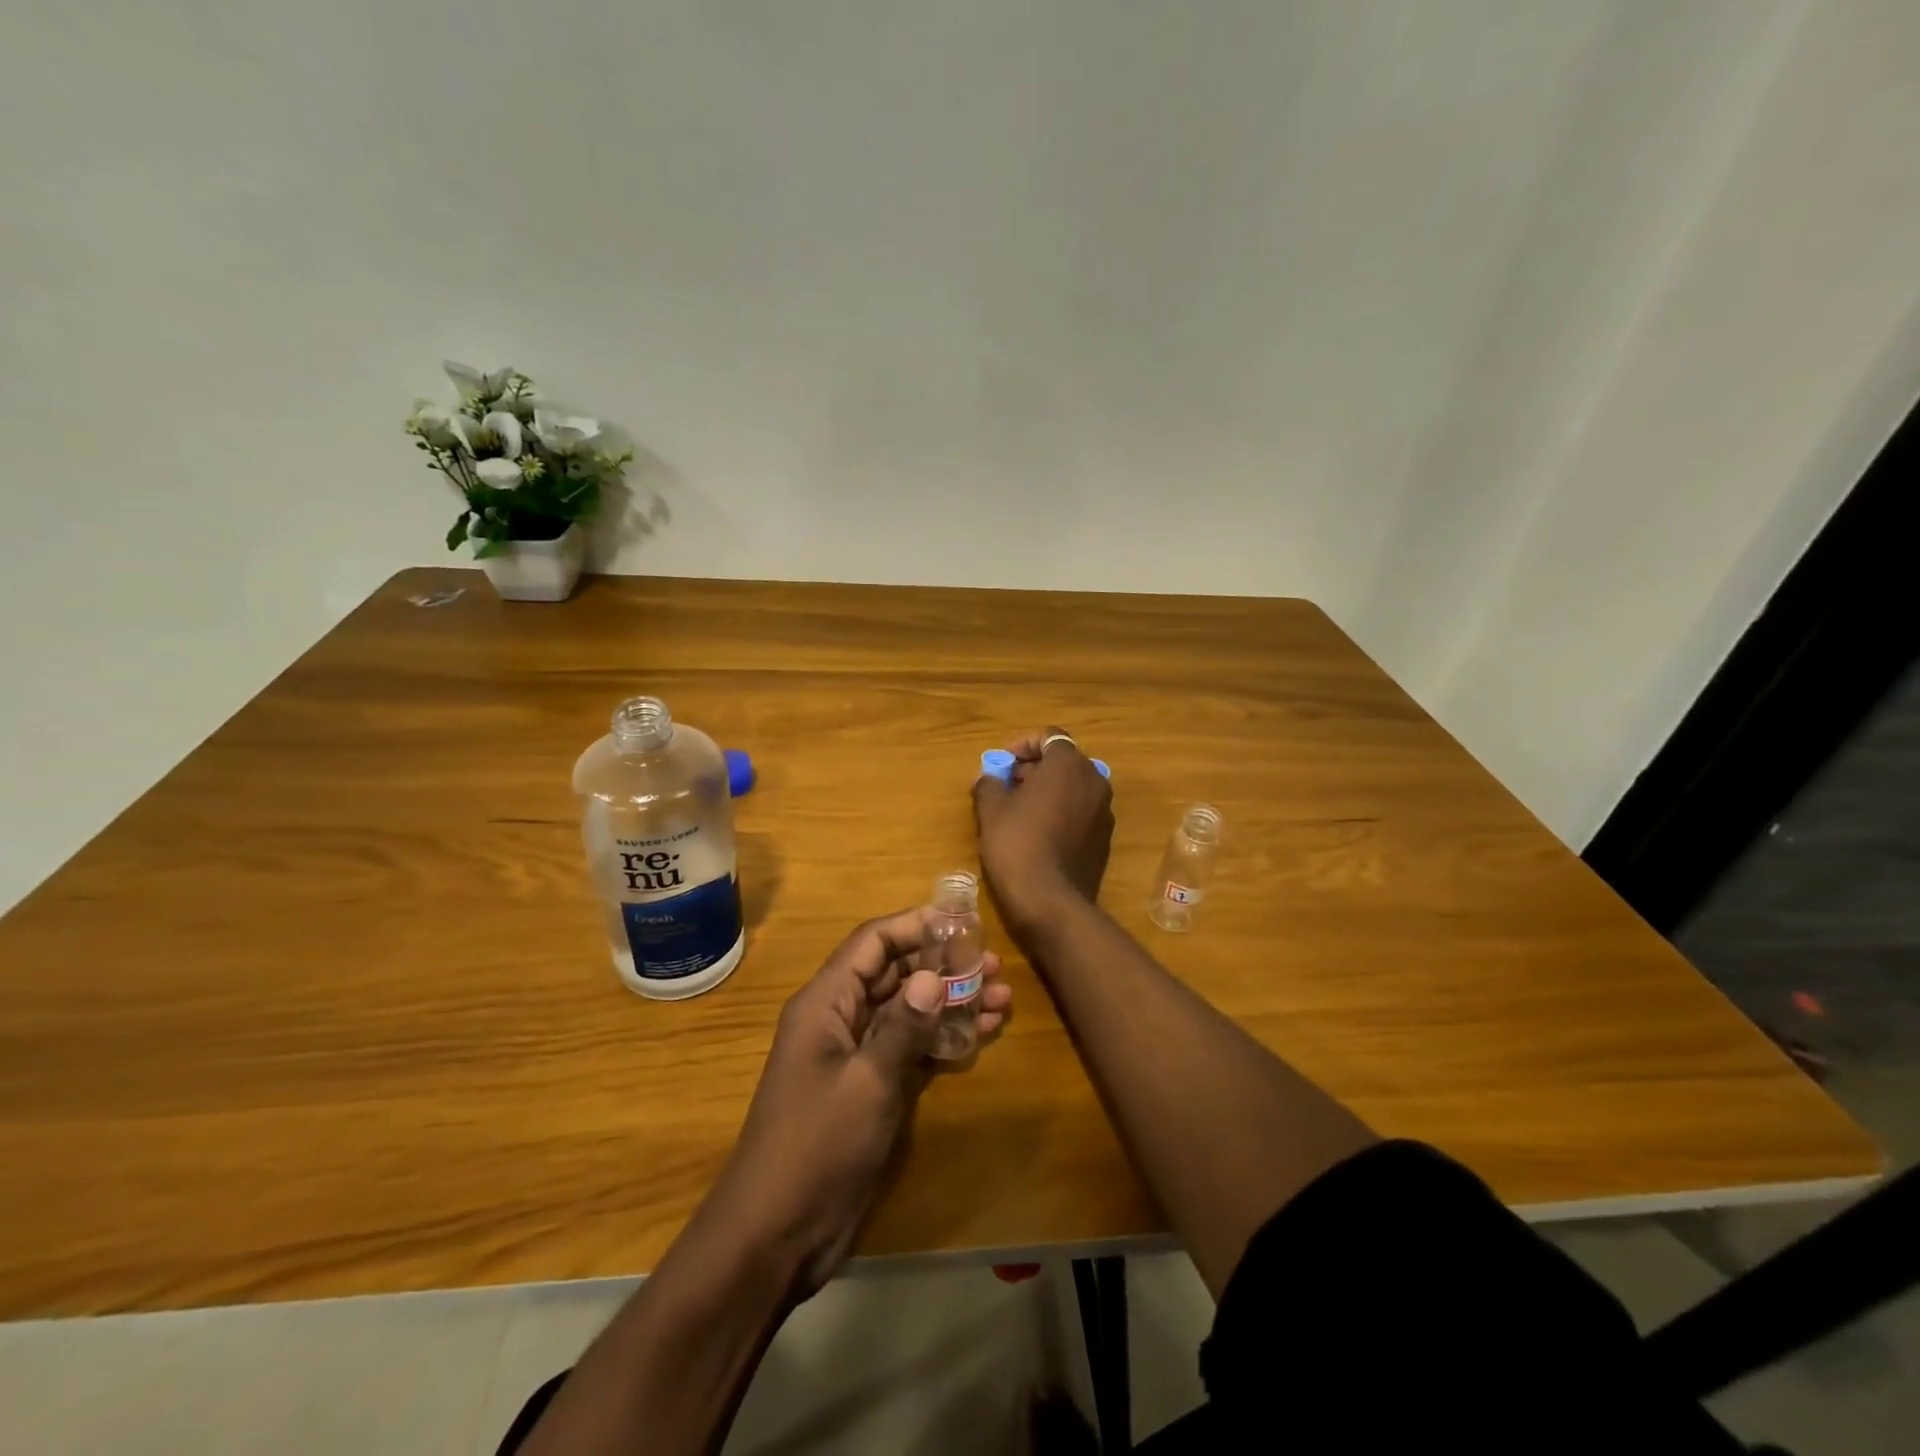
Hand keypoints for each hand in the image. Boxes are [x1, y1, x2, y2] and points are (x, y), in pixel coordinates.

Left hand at [704, 909, 1010, 1294]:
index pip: (873, 943)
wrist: (777, 1234)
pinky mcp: (870, 1087)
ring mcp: (856, 1054)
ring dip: (951, 1001)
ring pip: (908, 1010)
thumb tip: (934, 975)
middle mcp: (840, 1018)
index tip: (962, 922)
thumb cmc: (817, 1145)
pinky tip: (982, 1033)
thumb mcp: (866, 1082)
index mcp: (825, 1002)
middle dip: (942, 965)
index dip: (915, 925)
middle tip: (993, 964)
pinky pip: (910, 1046)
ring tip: (1002, 997)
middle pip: (894, 973)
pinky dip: (943, 1037)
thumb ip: (903, 1026)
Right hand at [972, 726, 1114, 933]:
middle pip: (1063, 761)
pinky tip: (1039, 833)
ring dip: (1049, 790)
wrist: (1050, 901)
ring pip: (1074, 787)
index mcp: (1068, 765)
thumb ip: (989, 784)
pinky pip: (1081, 812)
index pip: (1049, 736)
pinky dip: (1062, 812)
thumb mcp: (991, 810)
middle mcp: (1094, 780)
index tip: (1002, 764)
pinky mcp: (1105, 838)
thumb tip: (989, 778)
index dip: (1023, 745)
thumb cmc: (1017, 844)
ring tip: (1019, 810)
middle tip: (1007, 786)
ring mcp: (1104, 811)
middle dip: (1034, 768)